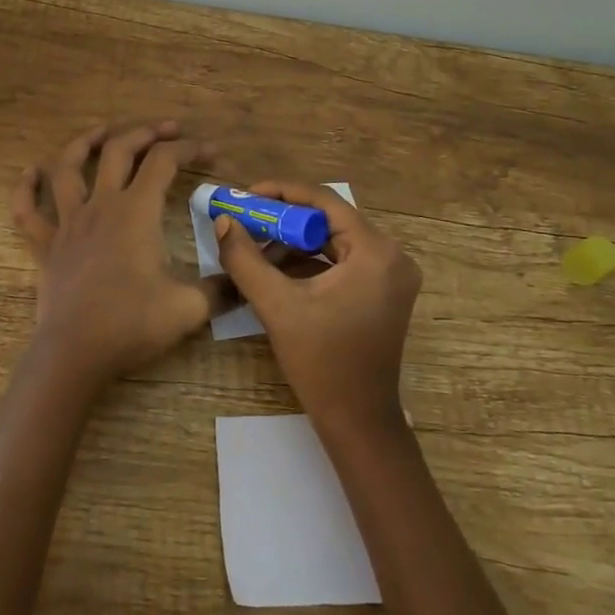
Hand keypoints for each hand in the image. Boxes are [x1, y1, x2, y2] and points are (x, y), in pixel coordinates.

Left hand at [11, 120, 223, 390]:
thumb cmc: (132, 324)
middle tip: (167, 129)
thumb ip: (222, 288)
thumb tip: (244, 280)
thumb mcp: (189, 307)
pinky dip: (26, 188)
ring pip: (69, 168)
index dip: (190, 149)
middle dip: (145, 133)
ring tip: (102, 131)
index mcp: (136, 212)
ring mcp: (68, 223)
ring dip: (85, 144)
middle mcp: (101, 206)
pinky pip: (27, 211)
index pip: (164, 162)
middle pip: (119, 151)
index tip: (211, 152)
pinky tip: (30, 173)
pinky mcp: (45, 246)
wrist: (75, 353)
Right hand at [213, 181, 421, 433]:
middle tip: (246, 220)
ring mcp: (391, 274)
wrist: (357, 422)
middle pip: (330, 220)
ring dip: (294, 242)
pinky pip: (342, 261)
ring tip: (254, 248)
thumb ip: (245, 259)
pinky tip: (275, 270)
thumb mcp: (277, 306)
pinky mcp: (383, 291)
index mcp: (375, 252)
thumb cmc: (321, 363)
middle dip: (284, 220)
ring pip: (334, 241)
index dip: (281, 193)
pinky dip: (310, 262)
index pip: (324, 202)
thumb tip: (223, 222)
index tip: (246, 195)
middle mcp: (391, 255)